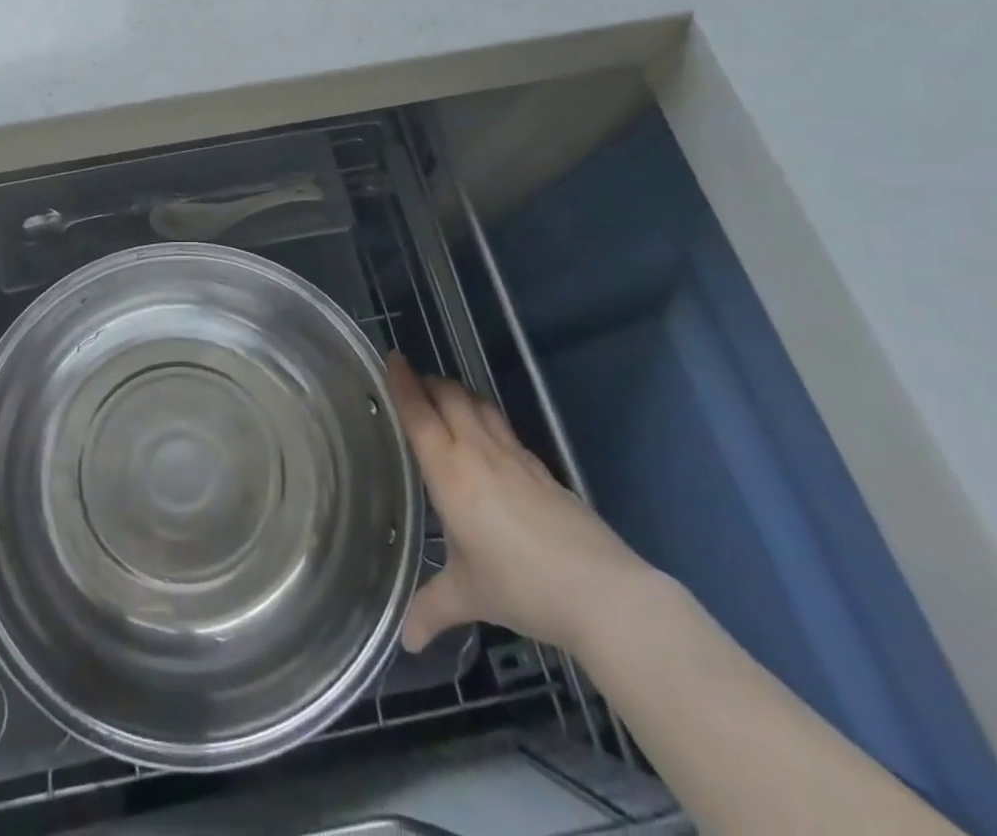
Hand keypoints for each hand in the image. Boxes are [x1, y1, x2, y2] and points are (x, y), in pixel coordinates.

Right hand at [387, 355, 651, 655]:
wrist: (603, 593)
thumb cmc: (521, 587)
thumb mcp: (469, 597)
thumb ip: (432, 609)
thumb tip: (406, 640)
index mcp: (450, 471)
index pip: (420, 414)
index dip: (404, 383)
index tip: (393, 356)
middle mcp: (478, 452)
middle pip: (450, 396)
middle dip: (429, 381)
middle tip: (413, 379)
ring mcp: (514, 457)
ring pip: (480, 405)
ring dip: (459, 393)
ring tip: (445, 397)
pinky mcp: (542, 469)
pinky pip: (504, 428)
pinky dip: (486, 418)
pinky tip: (487, 438)